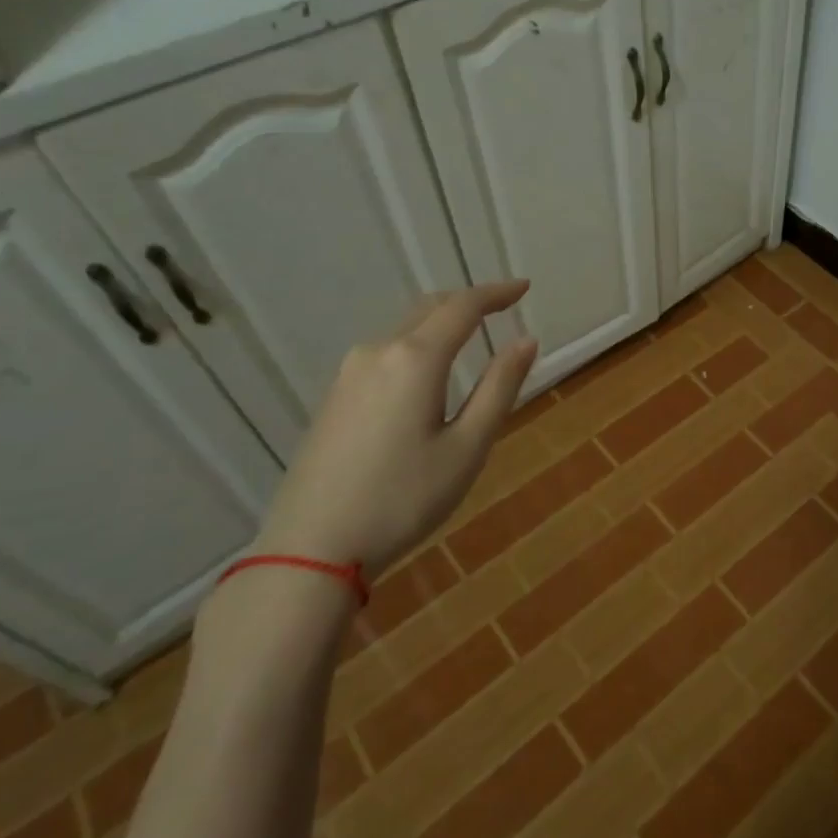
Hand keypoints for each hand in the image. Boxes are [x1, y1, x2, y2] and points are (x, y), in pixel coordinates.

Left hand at [251, 282, 538, 572]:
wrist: (311, 549)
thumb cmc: (403, 500)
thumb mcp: (467, 448)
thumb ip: (499, 388)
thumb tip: (526, 341)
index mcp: (415, 360)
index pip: (463, 307)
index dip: (497, 293)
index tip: (524, 288)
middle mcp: (378, 353)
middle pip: (429, 309)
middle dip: (469, 302)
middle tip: (503, 307)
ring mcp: (348, 374)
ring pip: (404, 329)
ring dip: (441, 323)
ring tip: (471, 337)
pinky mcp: (334, 397)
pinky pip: (385, 353)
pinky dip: (417, 345)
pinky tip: (427, 373)